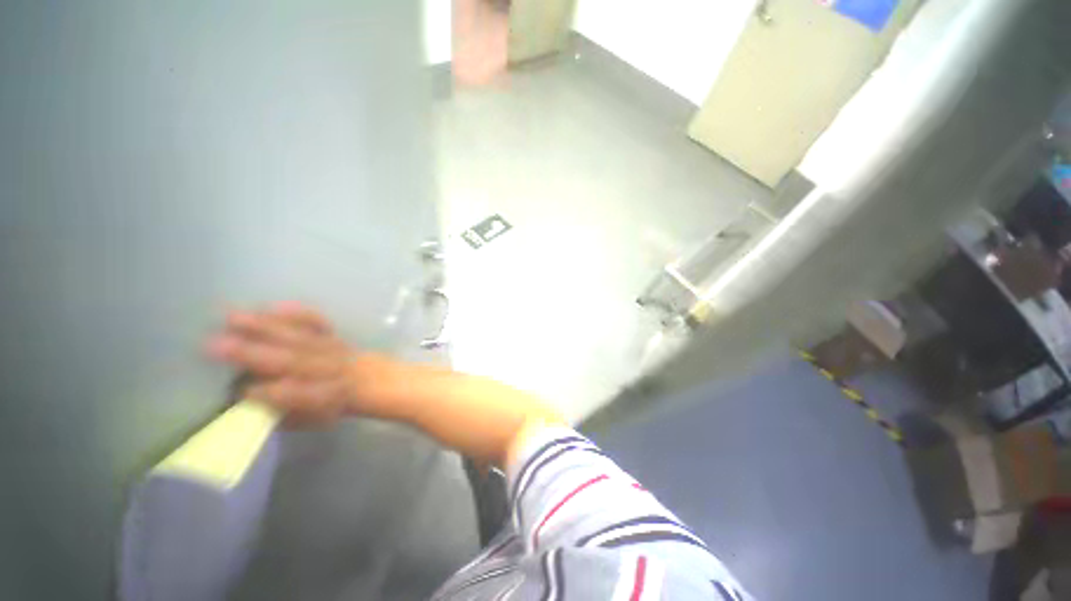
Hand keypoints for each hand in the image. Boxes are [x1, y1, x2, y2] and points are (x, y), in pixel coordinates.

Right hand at [208, 302, 356, 425]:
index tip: (241, 391)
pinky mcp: (332, 336)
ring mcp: (331, 349)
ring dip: (265, 327)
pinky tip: (275, 306)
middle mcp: (326, 371)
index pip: (296, 395)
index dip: (272, 394)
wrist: (366, 380)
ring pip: (299, 337)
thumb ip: (282, 413)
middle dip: (253, 354)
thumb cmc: (328, 405)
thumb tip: (247, 402)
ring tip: (232, 317)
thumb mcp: (308, 419)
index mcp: (321, 396)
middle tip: (213, 345)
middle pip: (291, 361)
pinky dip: (299, 315)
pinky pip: (318, 323)